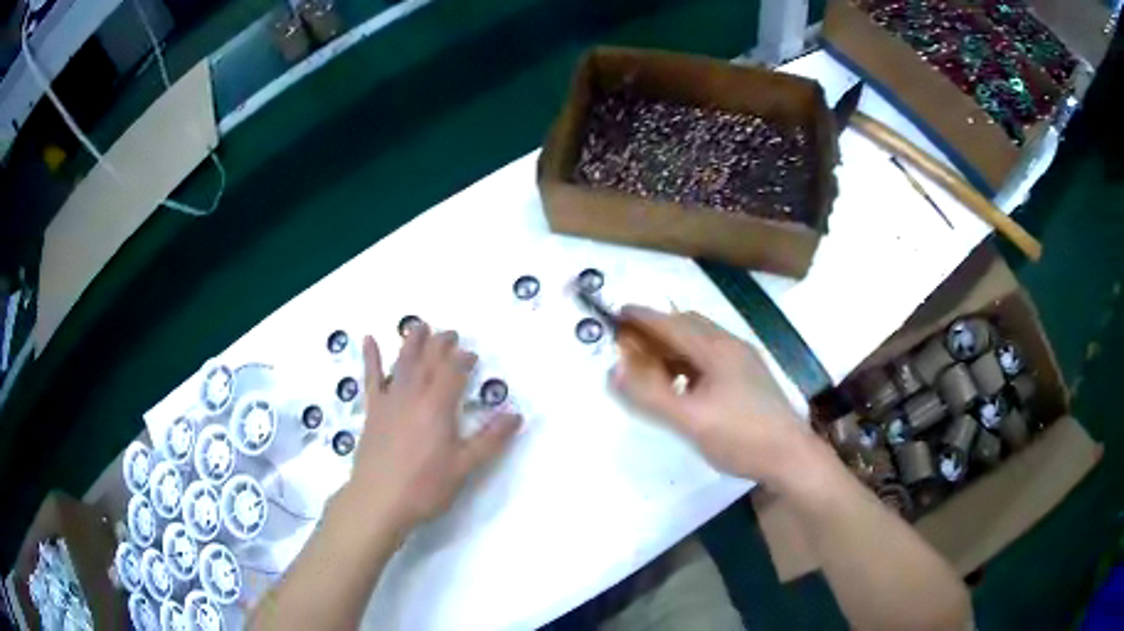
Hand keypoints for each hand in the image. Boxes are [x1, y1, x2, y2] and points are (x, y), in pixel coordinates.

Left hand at [346, 325, 521, 530]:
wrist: (378, 500)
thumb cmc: (425, 487)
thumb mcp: (463, 467)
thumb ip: (489, 440)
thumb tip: (515, 415)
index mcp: (437, 407)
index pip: (452, 372)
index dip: (463, 360)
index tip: (472, 355)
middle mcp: (412, 396)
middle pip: (428, 361)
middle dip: (440, 344)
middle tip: (451, 333)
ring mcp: (389, 401)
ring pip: (402, 363)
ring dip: (411, 343)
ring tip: (419, 325)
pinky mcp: (373, 412)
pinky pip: (371, 379)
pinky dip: (371, 358)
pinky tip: (368, 340)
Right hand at [610, 306, 810, 484]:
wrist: (790, 457)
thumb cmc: (741, 437)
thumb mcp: (690, 420)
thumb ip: (650, 396)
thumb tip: (613, 371)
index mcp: (717, 349)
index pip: (671, 324)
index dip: (641, 318)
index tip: (615, 313)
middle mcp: (732, 346)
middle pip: (688, 326)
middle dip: (656, 330)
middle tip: (629, 344)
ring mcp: (744, 361)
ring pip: (700, 342)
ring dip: (673, 346)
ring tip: (650, 365)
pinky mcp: (749, 378)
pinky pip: (710, 358)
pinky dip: (687, 361)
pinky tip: (682, 384)